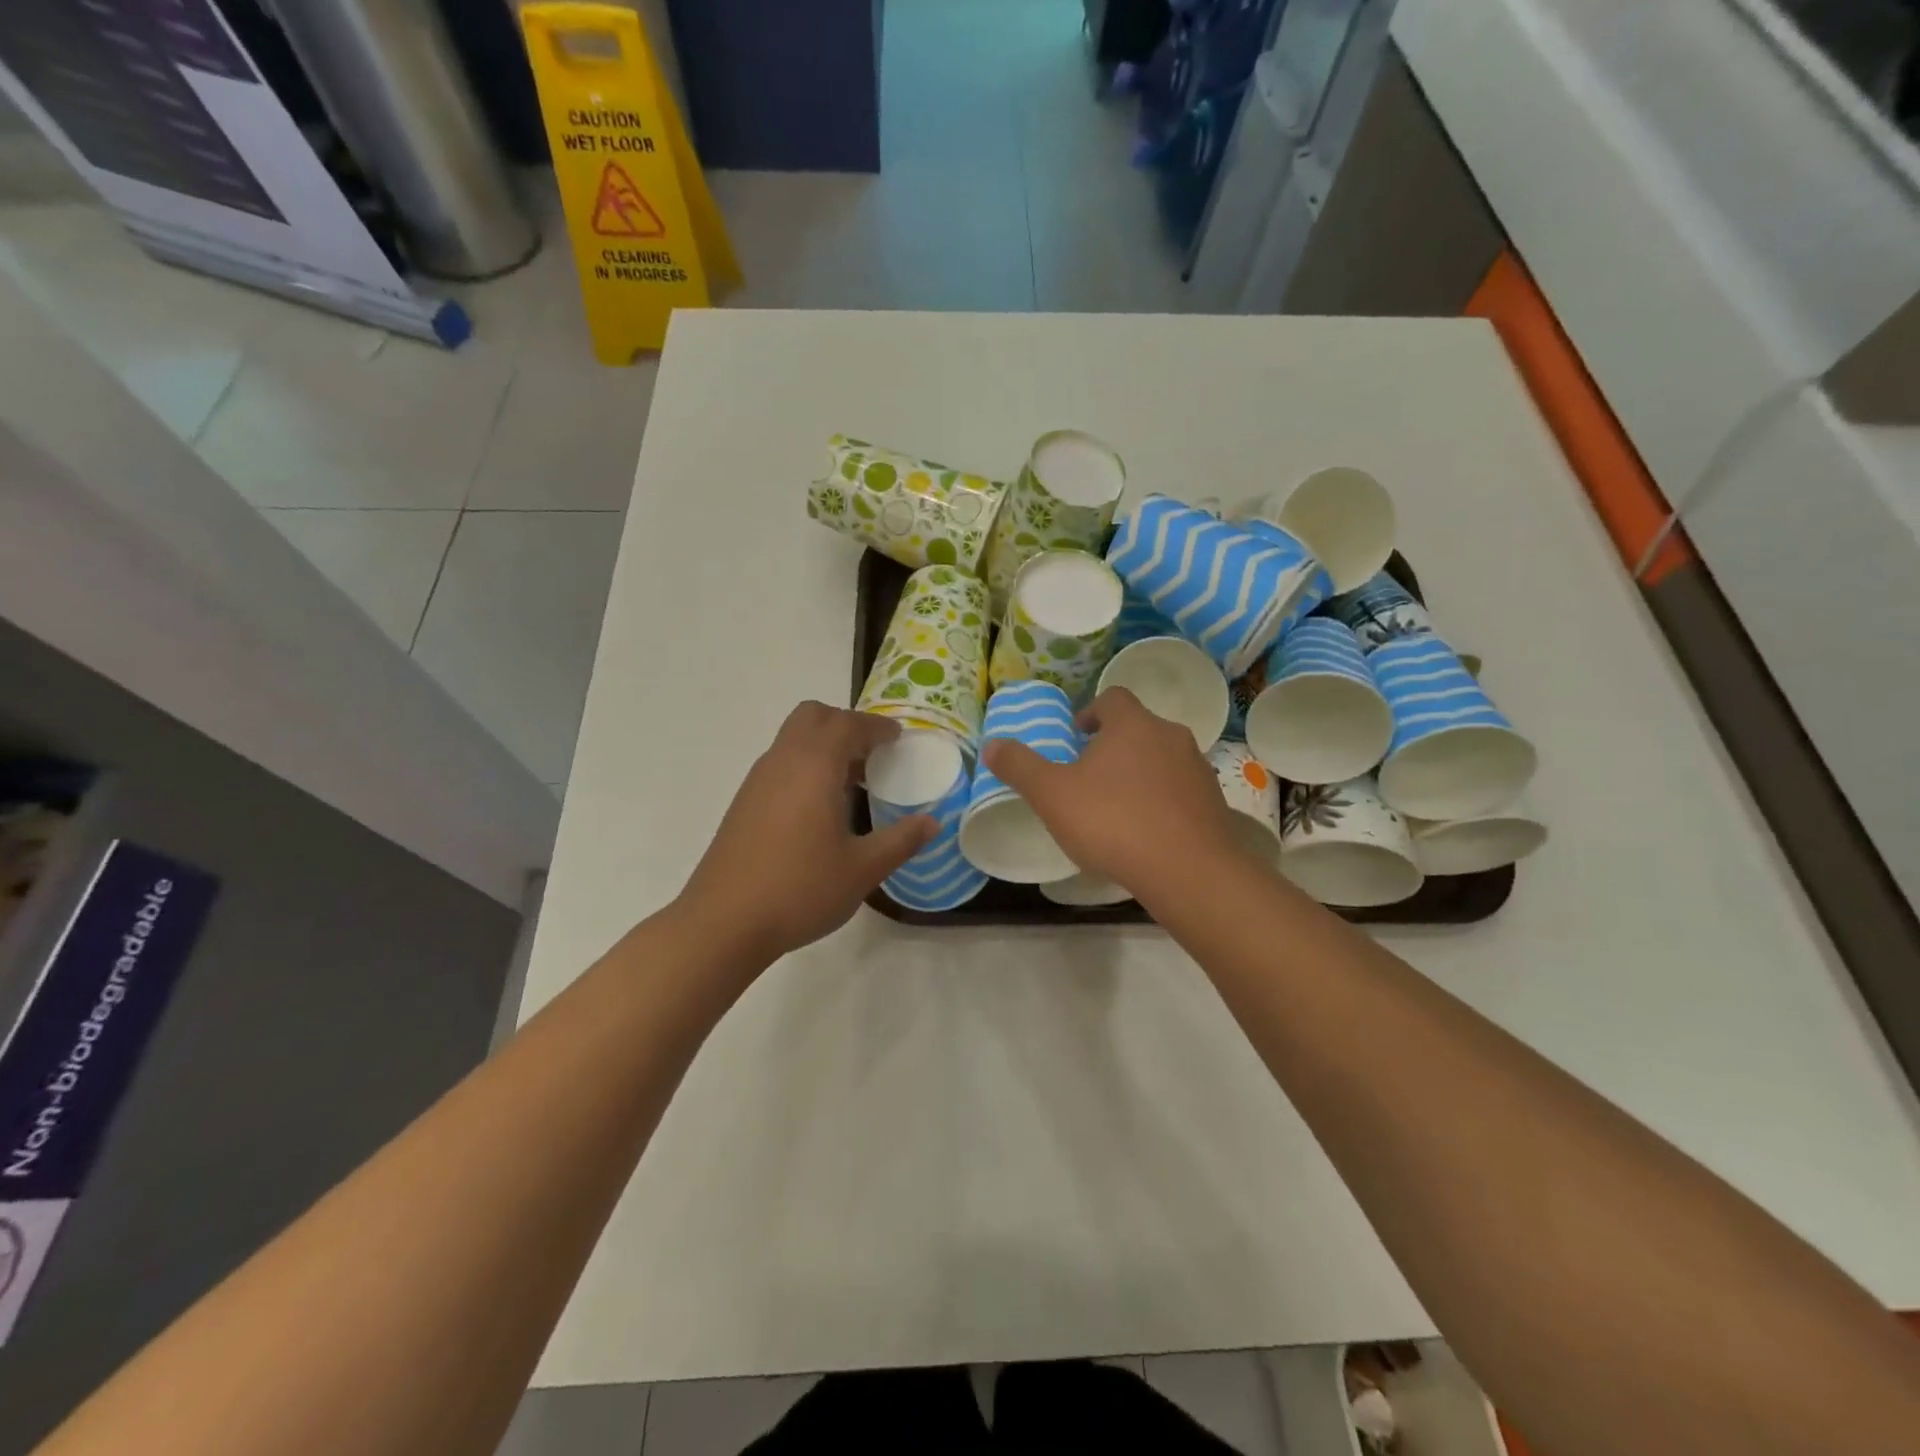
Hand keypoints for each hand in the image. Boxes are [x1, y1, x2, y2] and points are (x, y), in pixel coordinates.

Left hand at [676, 702, 934, 967]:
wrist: (724, 923)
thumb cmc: (800, 889)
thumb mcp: (863, 869)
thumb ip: (901, 840)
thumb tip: (931, 822)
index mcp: (814, 766)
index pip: (848, 724)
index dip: (877, 727)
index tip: (899, 739)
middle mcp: (783, 761)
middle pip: (813, 717)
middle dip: (846, 724)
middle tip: (873, 754)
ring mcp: (758, 781)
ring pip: (793, 739)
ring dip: (824, 746)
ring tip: (853, 782)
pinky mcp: (744, 803)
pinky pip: (781, 764)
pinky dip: (806, 766)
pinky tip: (820, 808)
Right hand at [981, 688, 1247, 895]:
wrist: (1189, 870)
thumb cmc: (1113, 822)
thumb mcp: (1052, 795)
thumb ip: (1020, 767)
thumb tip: (992, 744)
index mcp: (1132, 724)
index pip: (1112, 698)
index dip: (1091, 712)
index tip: (1075, 737)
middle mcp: (1170, 736)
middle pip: (1138, 728)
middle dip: (1113, 746)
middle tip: (1089, 776)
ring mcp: (1197, 768)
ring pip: (1162, 759)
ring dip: (1140, 773)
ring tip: (1117, 807)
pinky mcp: (1214, 802)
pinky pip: (1181, 791)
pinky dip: (1163, 801)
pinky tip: (1147, 832)